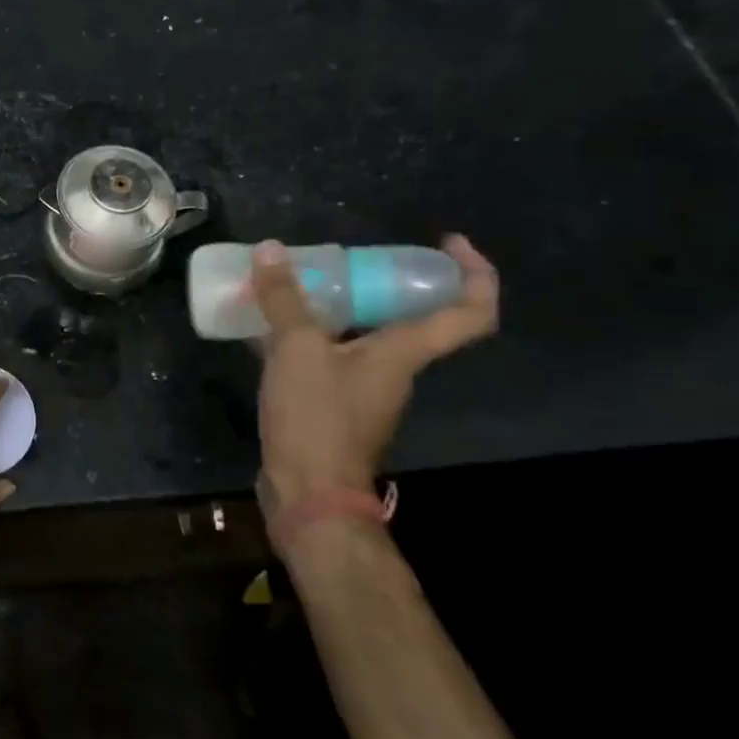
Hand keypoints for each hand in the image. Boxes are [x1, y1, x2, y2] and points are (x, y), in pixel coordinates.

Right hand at [251, 235, 497, 538]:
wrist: (308, 495)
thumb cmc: (317, 418)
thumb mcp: (297, 350)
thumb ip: (285, 300)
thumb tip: (271, 249)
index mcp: (404, 353)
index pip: (469, 312)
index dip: (473, 273)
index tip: (450, 242)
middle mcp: (393, 370)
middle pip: (408, 318)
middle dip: (382, 281)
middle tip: (344, 259)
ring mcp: (362, 391)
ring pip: (360, 337)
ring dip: (335, 309)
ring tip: (295, 286)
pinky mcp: (331, 407)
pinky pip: (325, 358)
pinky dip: (304, 338)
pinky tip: (264, 329)